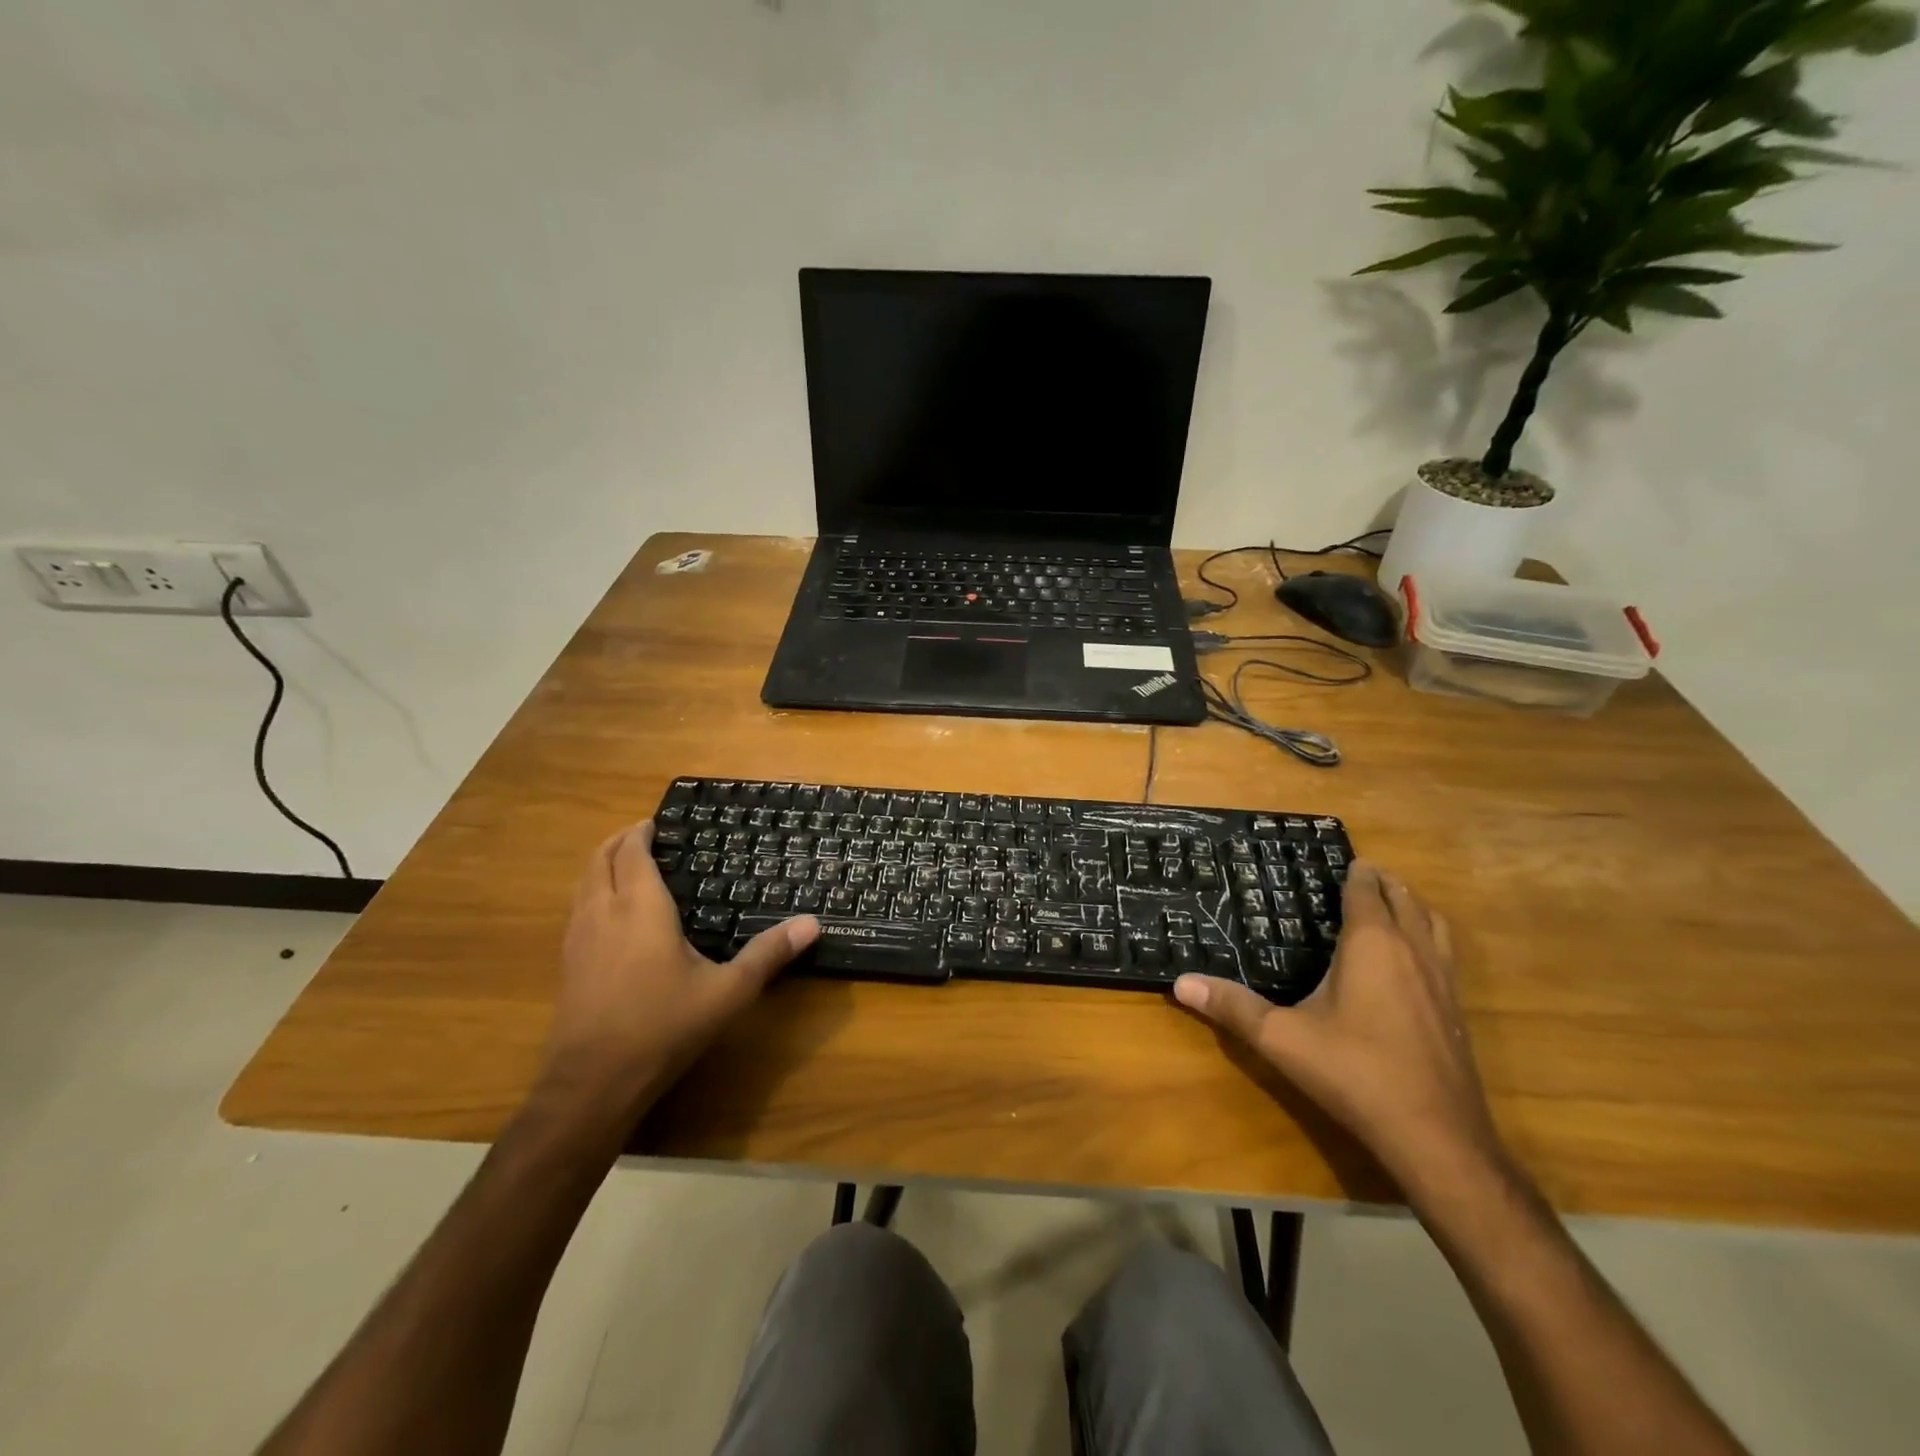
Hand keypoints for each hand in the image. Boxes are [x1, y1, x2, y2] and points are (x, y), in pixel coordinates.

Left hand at [533, 822, 818, 1131]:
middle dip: (619, 840)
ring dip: (602, 864)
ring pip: (583, 882)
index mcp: (640, 908)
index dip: (642, 832)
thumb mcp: (727, 991)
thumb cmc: (663, 1026)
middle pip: (600, 859)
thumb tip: (812, 923)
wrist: (593, 1082)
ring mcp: (578, 938)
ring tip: (627, 864)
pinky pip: (577, 908)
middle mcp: (603, 912)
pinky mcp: (567, 963)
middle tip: (645, 835)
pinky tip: (610, 913)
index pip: (633, 853)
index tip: (658, 822)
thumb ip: (768, 954)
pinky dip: (592, 891)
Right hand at [1173, 861, 1503, 1196]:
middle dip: (1384, 883)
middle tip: (1360, 875)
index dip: (1356, 872)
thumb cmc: (1354, 1073)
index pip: (1367, 891)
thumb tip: (1180, 983)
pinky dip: (1429, 939)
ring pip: (1434, 924)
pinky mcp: (1457, 1012)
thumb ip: (1232, 1007)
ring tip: (1390, 906)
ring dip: (1413, 907)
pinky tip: (1410, 965)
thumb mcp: (1281, 1038)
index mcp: (1372, 944)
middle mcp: (1413, 951)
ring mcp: (1442, 981)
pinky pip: (1445, 955)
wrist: (1436, 1137)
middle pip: (1405, 900)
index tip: (1342, 859)